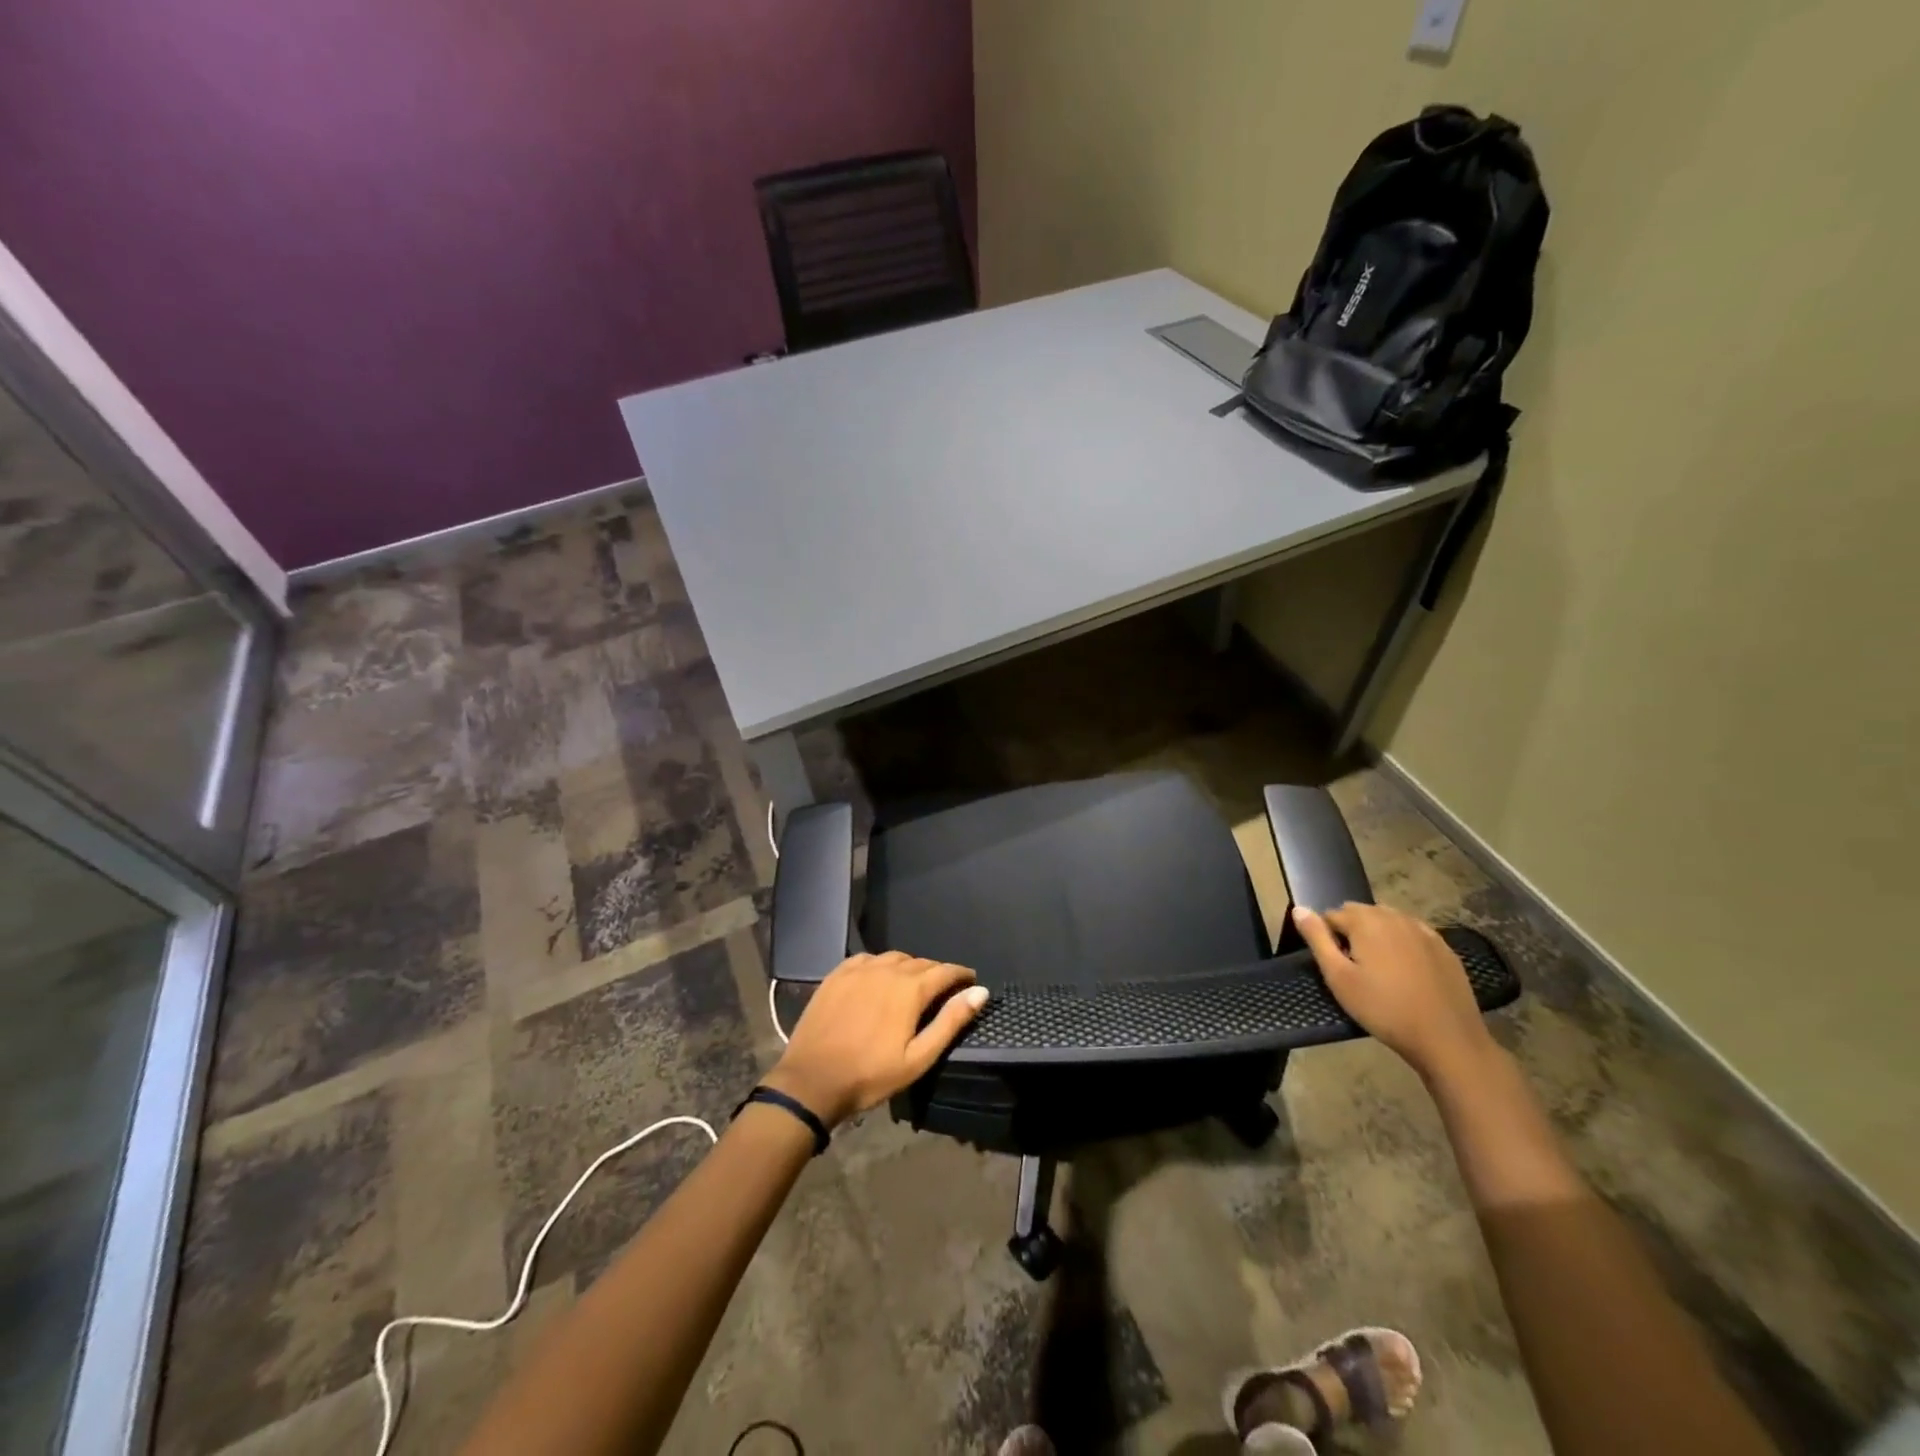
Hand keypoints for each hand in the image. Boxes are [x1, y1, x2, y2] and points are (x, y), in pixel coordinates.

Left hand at [763, 952, 988, 1126]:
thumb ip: (951, 1022)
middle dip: (936, 973)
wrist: (811, 1081)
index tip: (971, 981)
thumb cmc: (870, 1075)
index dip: (961, 975)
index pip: (945, 971)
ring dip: (909, 967)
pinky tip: (879, 979)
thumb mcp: (918, 1058)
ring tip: (913, 985)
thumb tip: (980, 992)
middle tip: (943, 990)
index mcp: (910, 988)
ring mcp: (859, 969)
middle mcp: (887, 969)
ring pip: (894, 958)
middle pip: (921, 962)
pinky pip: (868, 959)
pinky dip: (881, 965)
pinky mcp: (837, 974)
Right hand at [1292, 902, 1495, 1081]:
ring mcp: (1424, 931)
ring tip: (1378, 970)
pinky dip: (1402, 944)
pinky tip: (1405, 971)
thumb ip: (1317, 939)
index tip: (1333, 965)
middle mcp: (1395, 916)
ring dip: (1376, 936)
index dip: (1326, 938)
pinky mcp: (1444, 948)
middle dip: (1351, 932)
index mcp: (1366, 920)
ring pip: (1388, 921)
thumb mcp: (1338, 977)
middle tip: (1353, 969)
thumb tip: (1299, 909)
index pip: (1331, 915)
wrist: (1447, 1039)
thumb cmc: (1384, 1009)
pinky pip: (1412, 934)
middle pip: (1360, 913)